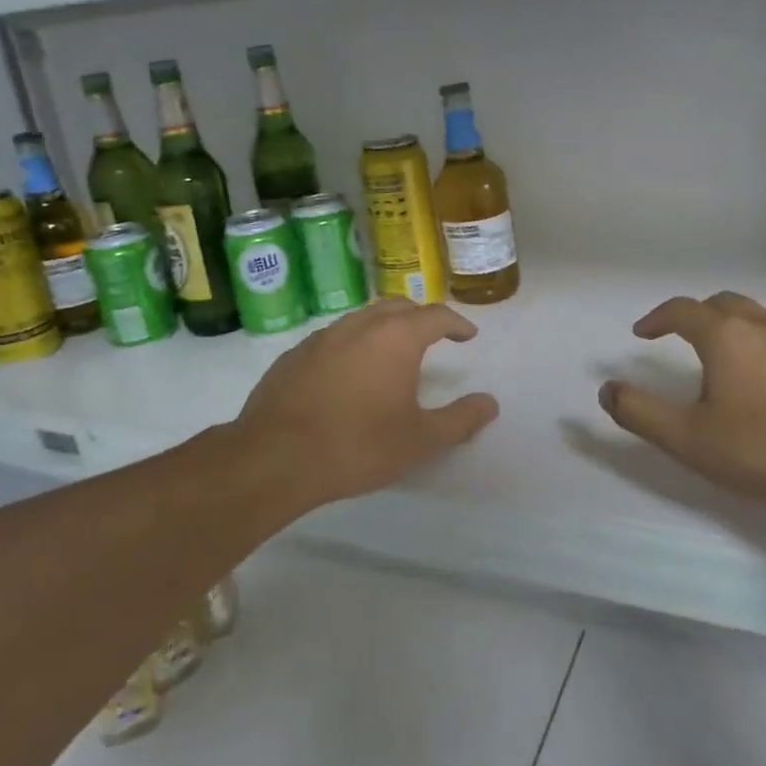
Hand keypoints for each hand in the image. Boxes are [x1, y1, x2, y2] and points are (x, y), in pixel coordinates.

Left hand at [237, 301, 498, 510]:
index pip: (435, 316)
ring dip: (382, 327)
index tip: (467, 336)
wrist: (276, 458)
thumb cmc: (358, 445)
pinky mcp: (293, 356)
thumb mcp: (420, 440)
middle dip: (419, 317)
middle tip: (432, 336)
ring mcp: (321, 338)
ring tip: (391, 353)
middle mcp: (358, 326)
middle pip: (396, 307)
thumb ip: (460, 419)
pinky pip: (332, 339)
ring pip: (360, 319)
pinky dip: (351, 345)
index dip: (456, 324)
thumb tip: (490, 403)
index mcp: (395, 338)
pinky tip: (347, 374)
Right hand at [597, 292, 765, 510]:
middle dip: (697, 315)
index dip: (656, 318)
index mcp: (726, 336)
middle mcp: (765, 327)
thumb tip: (607, 390)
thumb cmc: (761, 449)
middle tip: (682, 338)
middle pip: (723, 303)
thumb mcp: (686, 438)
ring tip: (725, 363)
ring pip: (760, 319)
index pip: (682, 310)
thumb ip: (639, 412)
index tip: (642, 334)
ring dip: (734, 330)